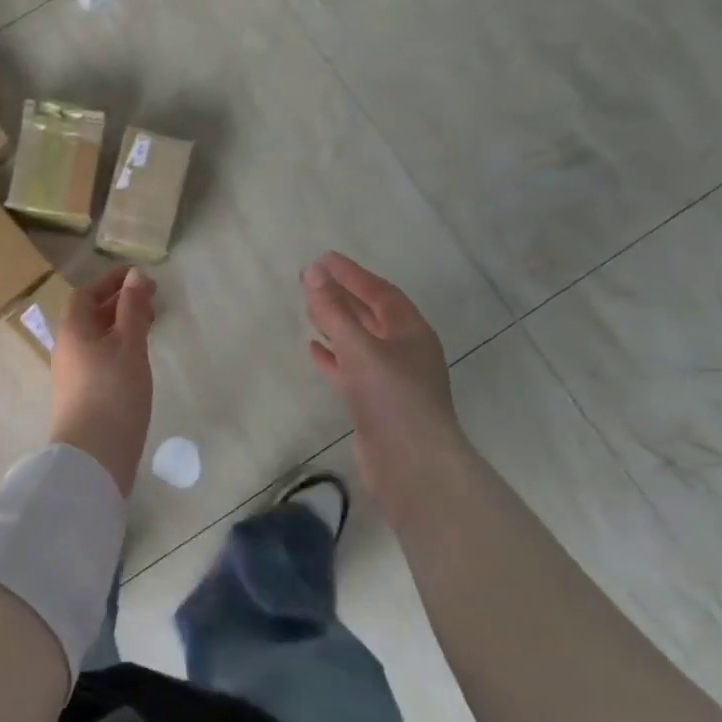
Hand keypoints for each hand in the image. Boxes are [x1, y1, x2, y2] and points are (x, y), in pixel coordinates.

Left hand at [50, 267, 155, 496]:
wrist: (92, 457)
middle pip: (90, 315)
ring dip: (120, 326)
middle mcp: (66, 348)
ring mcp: (71, 374)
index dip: (110, 282)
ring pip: (96, 338)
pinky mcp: (81, 395)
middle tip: (151, 302)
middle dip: (119, 303)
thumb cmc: (113, 393)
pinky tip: (137, 360)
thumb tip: (134, 275)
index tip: (139, 277)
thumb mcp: (129, 346)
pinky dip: (118, 348)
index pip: (86, 294)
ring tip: (150, 328)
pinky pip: (99, 358)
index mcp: (73, 330)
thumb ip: (132, 310)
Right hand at [303, 252, 468, 512]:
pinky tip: (313, 350)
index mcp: (411, 332)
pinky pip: (351, 369)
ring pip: (360, 341)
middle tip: (311, 279)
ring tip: (309, 308)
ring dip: (336, 324)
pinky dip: (333, 356)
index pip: (379, 292)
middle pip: (370, 314)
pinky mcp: (375, 402)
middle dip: (342, 295)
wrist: (411, 463)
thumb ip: (334, 311)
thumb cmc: (391, 398)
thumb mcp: (360, 348)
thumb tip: (314, 273)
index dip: (352, 274)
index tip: (324, 259)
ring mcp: (391, 378)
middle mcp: (404, 350)